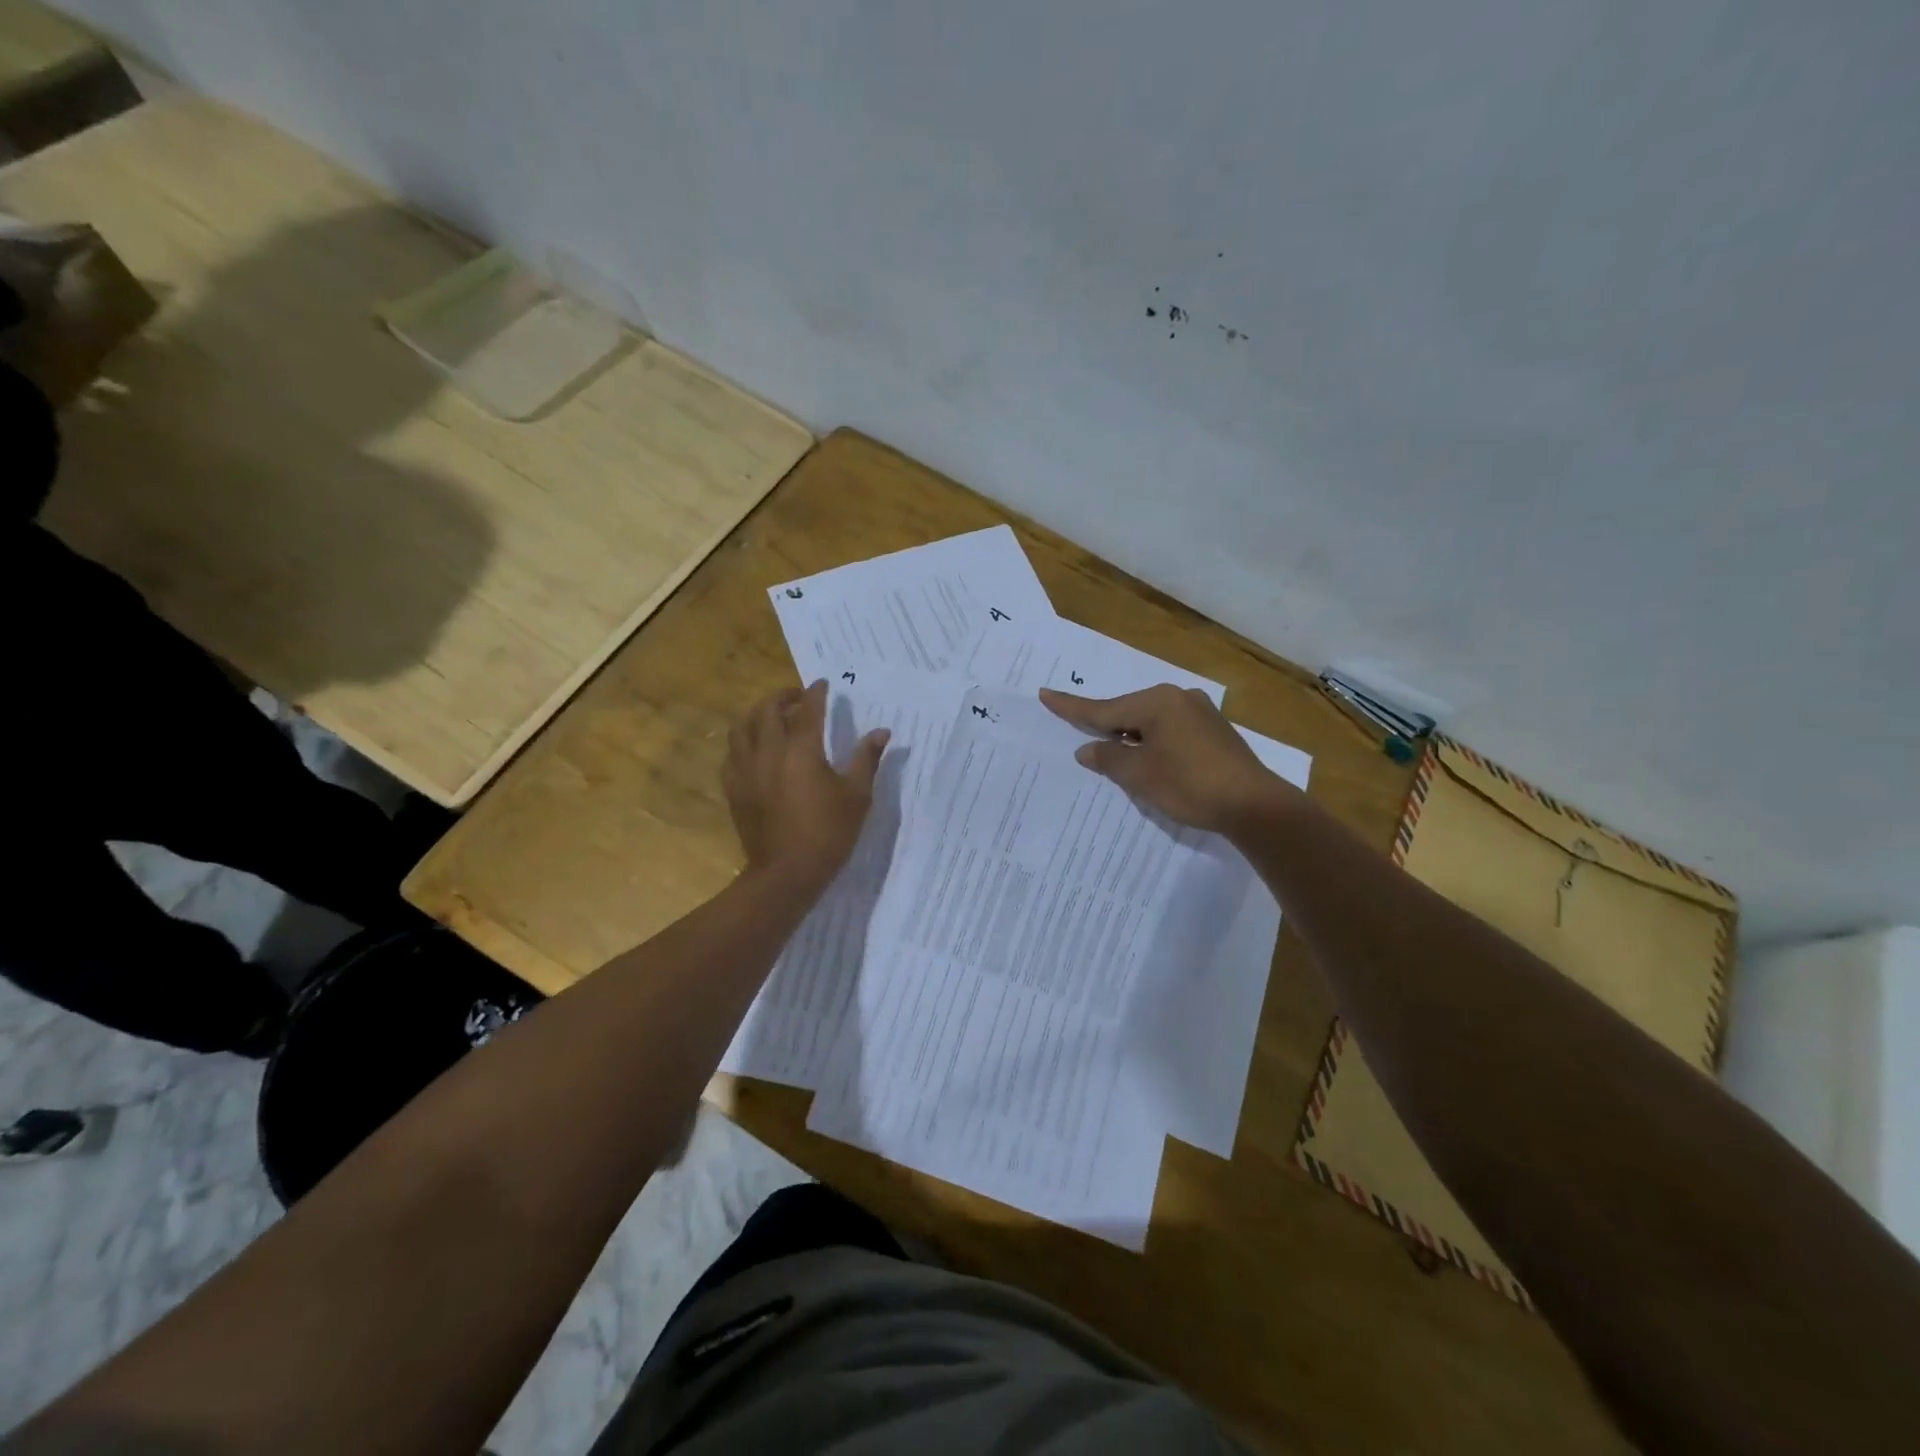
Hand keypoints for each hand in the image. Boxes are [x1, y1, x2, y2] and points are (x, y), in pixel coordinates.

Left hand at [724, 681, 889, 888]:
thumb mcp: (857, 796)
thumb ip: (866, 759)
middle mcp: (768, 752)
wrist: (787, 873)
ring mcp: (746, 770)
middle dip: (782, 696)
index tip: (823, 684)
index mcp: (801, 750)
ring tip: (772, 718)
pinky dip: (744, 742)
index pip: (808, 709)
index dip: (816, 693)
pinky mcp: (734, 789)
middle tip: (797, 697)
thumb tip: (881, 732)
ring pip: (742, 728)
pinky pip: (732, 754)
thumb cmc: (828, 833)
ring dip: (757, 715)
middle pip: (767, 710)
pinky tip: (755, 750)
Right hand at [1039, 684, 1297, 835]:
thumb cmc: (1189, 785)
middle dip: (1106, 727)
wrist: (1254, 804)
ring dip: (1131, 738)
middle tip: (1080, 733)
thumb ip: (1109, 759)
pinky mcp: (1214, 732)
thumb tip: (1088, 750)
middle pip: (1128, 712)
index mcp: (1156, 702)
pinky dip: (1153, 743)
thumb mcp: (1140, 775)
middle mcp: (1178, 698)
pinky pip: (1171, 731)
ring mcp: (1200, 713)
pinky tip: (1151, 760)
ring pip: (1151, 722)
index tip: (1046, 693)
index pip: (1103, 709)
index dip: (1071, 707)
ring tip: (1115, 755)